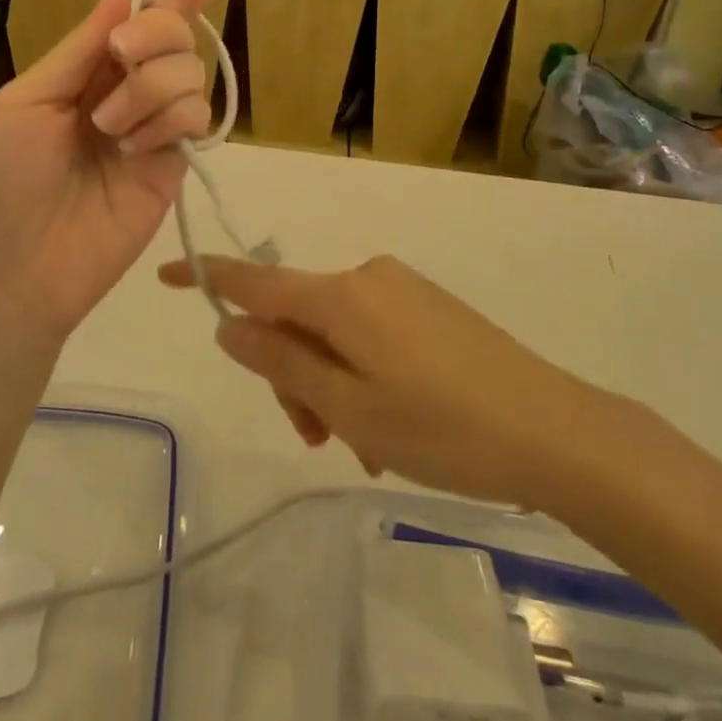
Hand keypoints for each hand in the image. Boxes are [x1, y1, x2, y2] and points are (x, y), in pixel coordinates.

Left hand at [0, 0, 231, 339]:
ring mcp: (153, 132)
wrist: (9, 270)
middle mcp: (125, 95)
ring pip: (190, 74)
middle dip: (155, 33)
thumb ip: (81, 48)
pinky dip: (167, 120)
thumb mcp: (27, 101)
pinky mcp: (173, 168)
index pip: (140, 23)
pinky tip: (134, 150)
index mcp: (86, 74)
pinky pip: (194, 118)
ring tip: (110, 131)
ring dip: (150, 87)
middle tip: (121, 56)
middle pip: (175, 38)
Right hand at [161, 254, 605, 507]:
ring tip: (365, 446)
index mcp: (339, 296)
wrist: (555, 430)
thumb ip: (283, 363)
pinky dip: (362, 374)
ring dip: (331, 385)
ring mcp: (400, 289)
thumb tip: (231, 327)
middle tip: (317, 440)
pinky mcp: (428, 306)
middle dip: (292, 374)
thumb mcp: (349, 407)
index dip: (207, 277)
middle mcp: (365, 277)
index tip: (166, 273)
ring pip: (334, 333)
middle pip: (297, 319)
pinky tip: (392, 426)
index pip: (254, 281)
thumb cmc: (442, 426)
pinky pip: (371, 333)